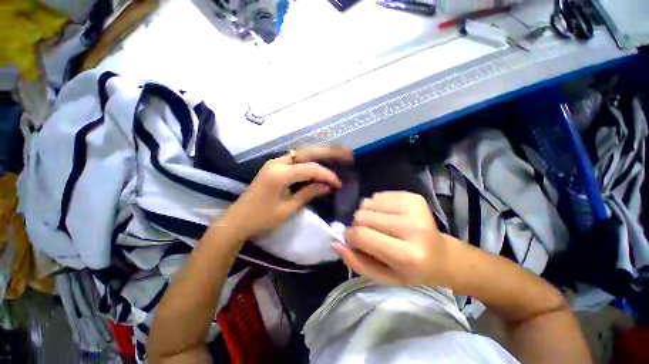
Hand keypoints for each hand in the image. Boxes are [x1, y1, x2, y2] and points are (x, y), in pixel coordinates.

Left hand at [221, 147, 352, 238]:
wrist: (237, 220)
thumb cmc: (261, 218)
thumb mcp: (288, 209)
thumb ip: (308, 193)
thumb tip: (327, 186)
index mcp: (279, 174)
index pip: (310, 169)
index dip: (327, 175)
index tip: (339, 184)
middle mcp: (277, 162)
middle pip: (307, 152)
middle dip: (328, 152)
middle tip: (346, 152)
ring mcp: (274, 162)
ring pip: (301, 152)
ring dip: (320, 153)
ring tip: (337, 153)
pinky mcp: (273, 166)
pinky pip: (295, 158)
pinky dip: (309, 158)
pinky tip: (319, 160)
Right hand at [333, 191, 463, 286]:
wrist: (441, 256)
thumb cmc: (411, 271)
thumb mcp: (382, 276)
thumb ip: (356, 262)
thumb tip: (335, 243)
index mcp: (407, 255)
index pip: (361, 235)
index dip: (350, 236)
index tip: (353, 240)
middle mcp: (412, 227)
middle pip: (362, 216)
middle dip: (358, 226)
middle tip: (370, 234)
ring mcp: (413, 207)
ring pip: (367, 203)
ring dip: (367, 215)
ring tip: (380, 226)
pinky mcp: (413, 196)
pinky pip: (377, 195)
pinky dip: (376, 206)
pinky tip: (388, 216)